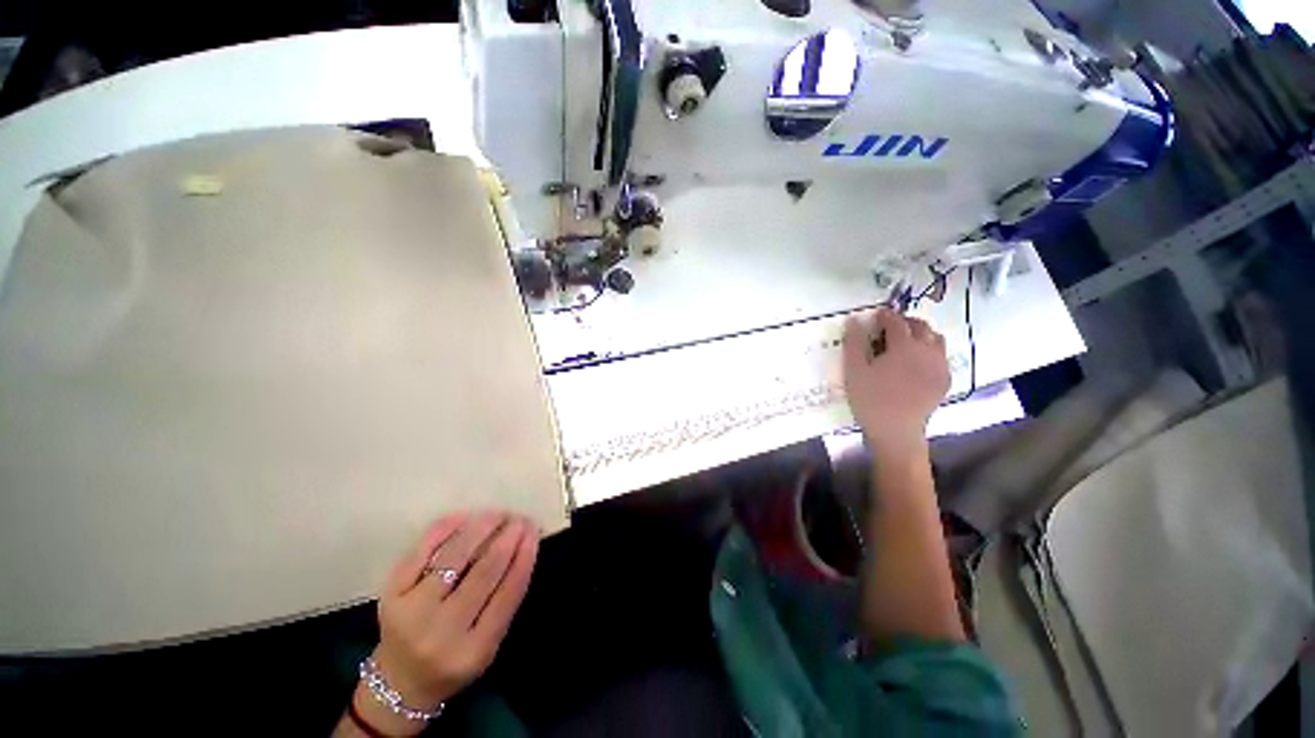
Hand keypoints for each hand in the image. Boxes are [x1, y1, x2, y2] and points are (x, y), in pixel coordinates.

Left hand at [356, 511, 538, 734]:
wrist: (398, 683)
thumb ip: (506, 600)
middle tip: (520, 518)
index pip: (508, 593)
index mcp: (473, 651)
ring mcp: (411, 613)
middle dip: (507, 538)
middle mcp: (441, 633)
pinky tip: (464, 517)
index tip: (535, 530)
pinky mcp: (390, 595)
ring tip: (498, 514)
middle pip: (483, 572)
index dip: (524, 556)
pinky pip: (421, 552)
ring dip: (481, 528)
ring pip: (454, 557)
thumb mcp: (488, 644)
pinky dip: (444, 530)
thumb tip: (524, 544)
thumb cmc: (454, 660)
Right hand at [842, 308, 949, 456]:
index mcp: (904, 346)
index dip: (885, 315)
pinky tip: (916, 363)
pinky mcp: (944, 380)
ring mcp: (940, 366)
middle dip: (905, 322)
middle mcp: (928, 351)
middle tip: (889, 328)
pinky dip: (929, 351)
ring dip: (921, 334)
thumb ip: (854, 342)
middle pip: (921, 326)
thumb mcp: (854, 370)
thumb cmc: (870, 399)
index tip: (875, 315)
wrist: (896, 432)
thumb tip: (854, 320)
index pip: (896, 321)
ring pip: (936, 339)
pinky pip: (941, 356)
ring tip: (905, 342)